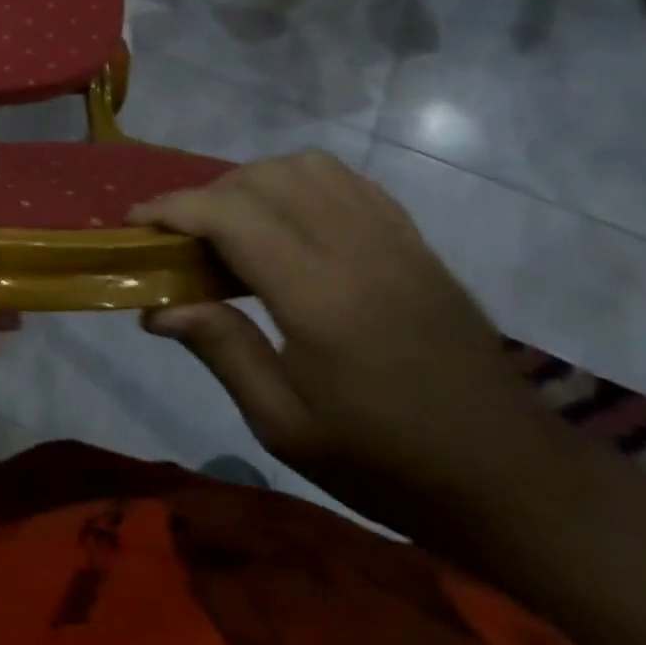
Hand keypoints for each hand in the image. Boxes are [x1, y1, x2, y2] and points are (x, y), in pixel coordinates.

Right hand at [132, 151, 561, 534]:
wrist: (509, 477)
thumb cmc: (385, 463)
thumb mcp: (285, 425)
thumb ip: (221, 350)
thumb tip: (158, 307)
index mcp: (318, 296)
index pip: (230, 214)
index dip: (173, 208)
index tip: (136, 223)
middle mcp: (355, 248)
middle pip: (261, 180)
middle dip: (205, 196)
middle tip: (180, 239)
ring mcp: (392, 238)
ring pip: (305, 167)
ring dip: (252, 182)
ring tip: (232, 226)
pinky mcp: (414, 240)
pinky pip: (346, 181)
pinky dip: (300, 182)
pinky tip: (288, 220)